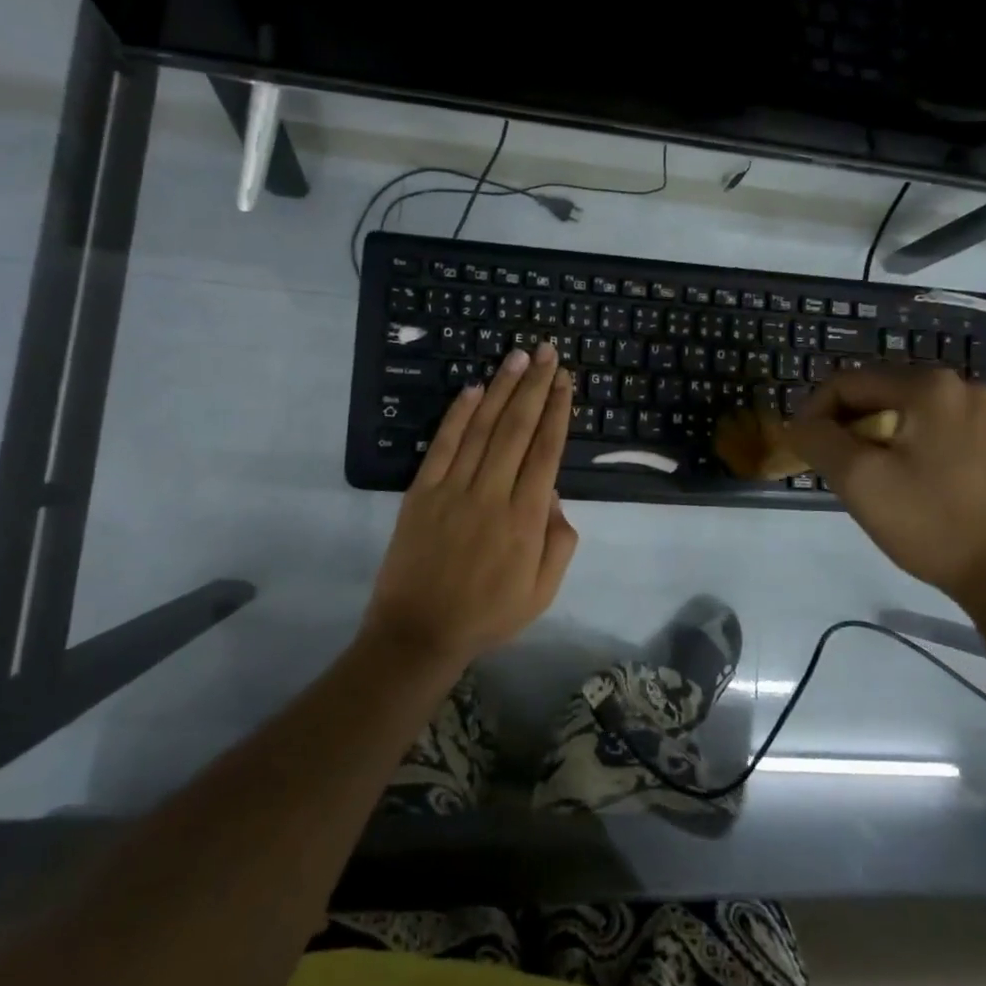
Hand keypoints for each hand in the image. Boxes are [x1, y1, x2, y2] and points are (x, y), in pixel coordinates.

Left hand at [364, 343, 579, 665]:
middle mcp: (492, 494)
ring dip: (503, 389)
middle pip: (518, 429)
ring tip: (519, 357)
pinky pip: (442, 445)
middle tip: (549, 352)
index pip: (546, 451)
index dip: (558, 411)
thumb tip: (554, 494)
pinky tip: (474, 389)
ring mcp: (453, 489)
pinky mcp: (421, 492)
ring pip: (482, 428)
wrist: (419, 632)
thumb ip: (559, 541)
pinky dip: (458, 415)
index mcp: (526, 519)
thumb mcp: (542, 591)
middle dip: (536, 386)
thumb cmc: (488, 615)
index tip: (566, 380)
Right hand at [786, 365, 985, 613]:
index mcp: (929, 386)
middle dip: (844, 427)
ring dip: (871, 439)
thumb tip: (799, 425)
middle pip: (876, 394)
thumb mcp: (858, 480)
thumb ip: (818, 440)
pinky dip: (901, 448)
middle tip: (831, 469)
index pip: (847, 383)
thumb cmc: (932, 522)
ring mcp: (981, 413)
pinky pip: (927, 430)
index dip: (813, 412)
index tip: (800, 450)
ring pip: (901, 414)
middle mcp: (959, 386)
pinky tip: (899, 483)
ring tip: (862, 479)